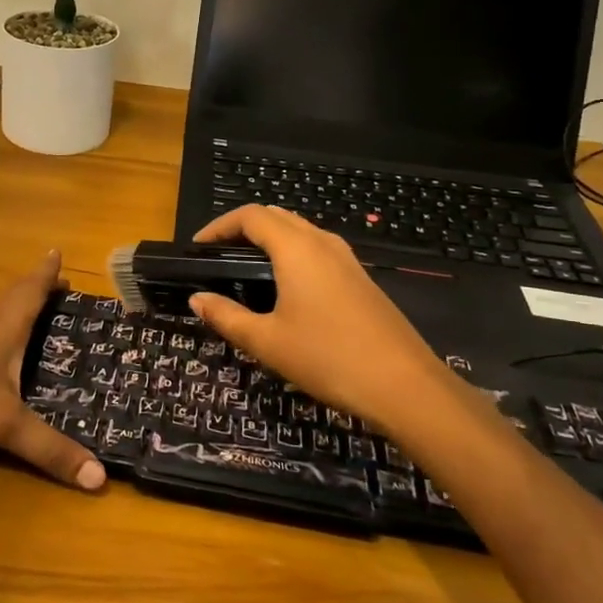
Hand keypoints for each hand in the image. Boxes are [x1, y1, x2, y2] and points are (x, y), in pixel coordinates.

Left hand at [0, 251, 106, 491]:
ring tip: (32, 317)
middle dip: (35, 290)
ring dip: (15, 312)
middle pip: (12, 300)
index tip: (57, 252)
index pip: (30, 293)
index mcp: (2, 329)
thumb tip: (99, 478)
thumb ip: (48, 449)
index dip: (46, 275)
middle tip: (56, 283)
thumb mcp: (2, 423)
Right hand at [189, 206, 446, 424]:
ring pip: (300, 230)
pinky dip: (291, 253)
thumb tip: (197, 299)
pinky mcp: (360, 278)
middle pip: (276, 216)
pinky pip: (317, 249)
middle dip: (243, 228)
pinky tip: (286, 288)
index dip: (219, 226)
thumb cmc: (328, 358)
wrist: (405, 386)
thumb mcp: (268, 341)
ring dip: (269, 238)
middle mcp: (321, 242)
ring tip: (246, 268)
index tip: (198, 247)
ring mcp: (346, 258)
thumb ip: (227, 317)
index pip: (250, 216)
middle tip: (219, 255)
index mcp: (295, 248)